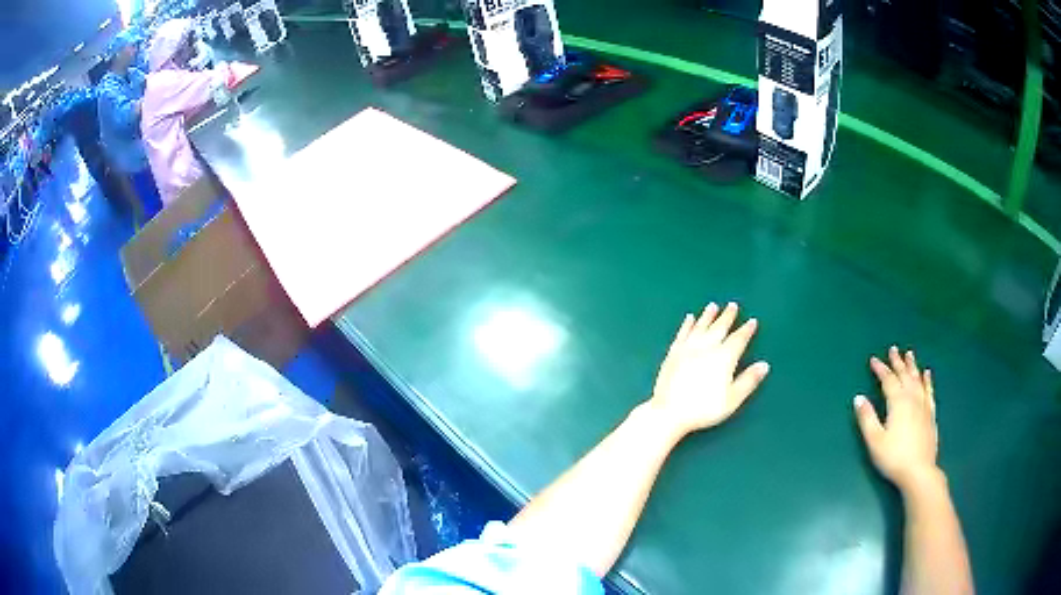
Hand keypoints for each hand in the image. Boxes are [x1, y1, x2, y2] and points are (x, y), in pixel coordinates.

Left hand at [648, 303, 769, 438]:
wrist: (669, 411)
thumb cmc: (704, 408)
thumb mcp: (732, 399)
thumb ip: (749, 380)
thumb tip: (764, 365)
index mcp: (724, 357)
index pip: (738, 339)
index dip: (746, 330)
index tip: (752, 321)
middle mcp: (707, 347)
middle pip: (719, 327)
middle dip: (727, 316)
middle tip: (733, 305)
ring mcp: (688, 348)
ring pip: (701, 326)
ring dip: (708, 315)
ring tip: (713, 306)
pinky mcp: (673, 353)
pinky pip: (682, 333)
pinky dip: (687, 324)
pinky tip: (689, 318)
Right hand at [854, 347, 939, 492]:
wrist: (919, 471)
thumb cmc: (894, 457)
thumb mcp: (875, 440)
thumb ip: (867, 418)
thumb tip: (858, 398)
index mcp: (898, 402)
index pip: (888, 380)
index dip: (880, 369)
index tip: (873, 359)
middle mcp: (912, 398)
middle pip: (905, 375)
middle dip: (897, 362)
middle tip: (893, 349)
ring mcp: (924, 405)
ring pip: (918, 380)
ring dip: (912, 366)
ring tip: (910, 354)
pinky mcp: (931, 415)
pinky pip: (929, 391)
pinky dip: (927, 381)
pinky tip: (927, 375)